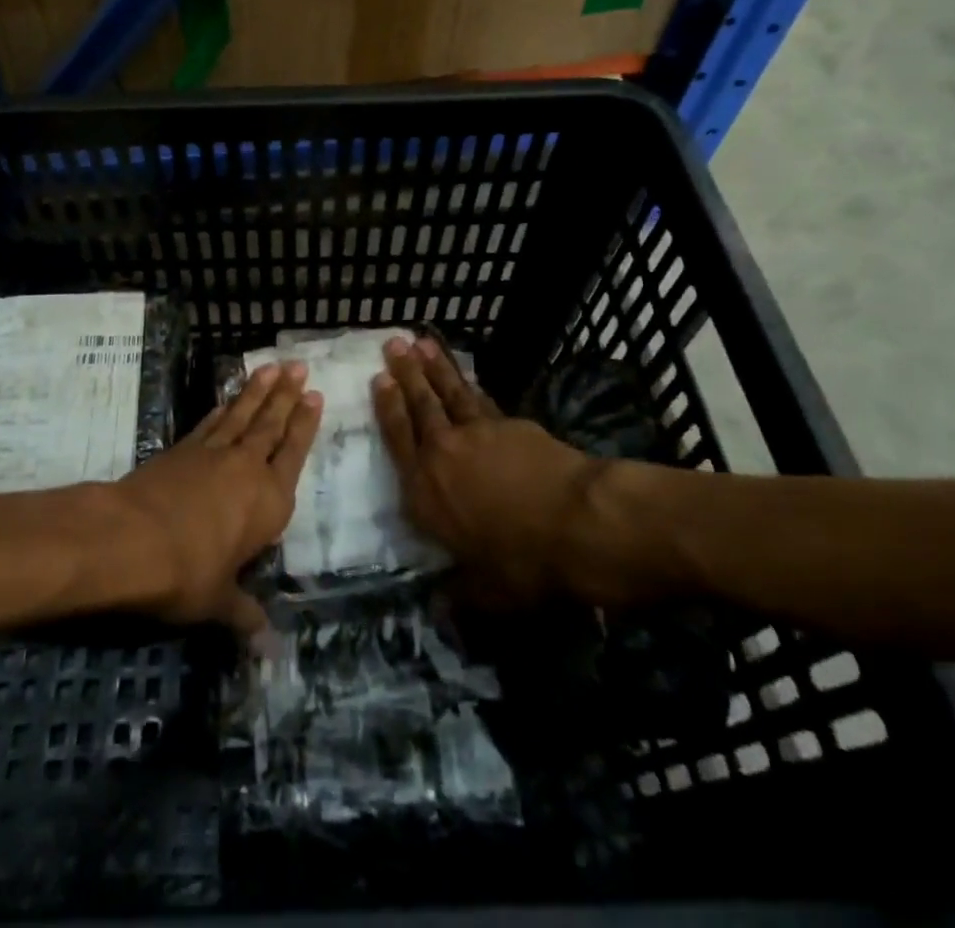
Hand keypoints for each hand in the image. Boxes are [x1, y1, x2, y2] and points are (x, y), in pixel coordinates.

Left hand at [113, 363, 320, 635]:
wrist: (132, 538)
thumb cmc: (187, 572)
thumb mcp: (218, 600)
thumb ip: (244, 615)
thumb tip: (269, 648)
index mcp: (269, 502)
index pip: (293, 454)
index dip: (305, 425)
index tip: (315, 396)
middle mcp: (247, 469)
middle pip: (271, 425)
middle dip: (287, 395)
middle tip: (299, 366)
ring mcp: (212, 453)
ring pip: (242, 415)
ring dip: (257, 391)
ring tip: (272, 367)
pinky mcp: (182, 449)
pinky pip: (209, 422)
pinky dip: (222, 408)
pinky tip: (227, 399)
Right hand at [374, 337, 639, 604]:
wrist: (576, 522)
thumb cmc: (523, 563)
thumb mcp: (487, 592)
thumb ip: (459, 594)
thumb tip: (439, 610)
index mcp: (424, 492)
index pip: (398, 440)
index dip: (387, 407)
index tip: (379, 379)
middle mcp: (442, 453)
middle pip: (419, 405)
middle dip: (405, 373)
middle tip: (392, 343)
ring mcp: (477, 433)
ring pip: (449, 393)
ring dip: (434, 367)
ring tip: (421, 342)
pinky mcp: (510, 425)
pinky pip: (481, 399)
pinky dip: (470, 384)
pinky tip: (466, 377)